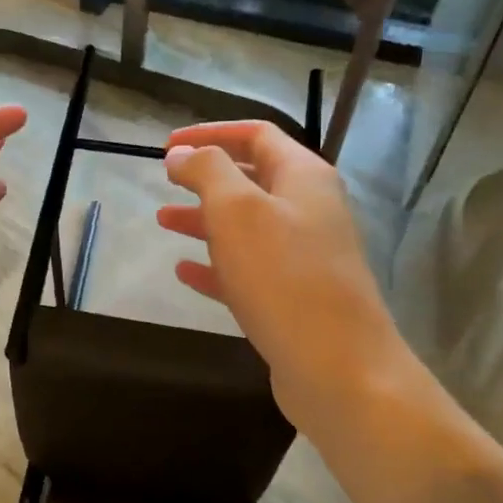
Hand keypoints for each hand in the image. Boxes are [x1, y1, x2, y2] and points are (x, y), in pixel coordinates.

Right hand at [159, 121, 426, 454]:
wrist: (339, 369)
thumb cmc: (285, 277)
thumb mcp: (238, 210)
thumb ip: (207, 172)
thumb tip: (182, 153)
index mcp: (304, 178)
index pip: (256, 135)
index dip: (210, 133)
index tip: (166, 146)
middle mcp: (309, 210)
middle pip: (252, 179)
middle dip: (205, 177)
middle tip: (165, 181)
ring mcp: (303, 257)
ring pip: (246, 227)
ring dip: (204, 220)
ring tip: (163, 222)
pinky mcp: (292, 298)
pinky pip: (247, 270)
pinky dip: (215, 265)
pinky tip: (184, 271)